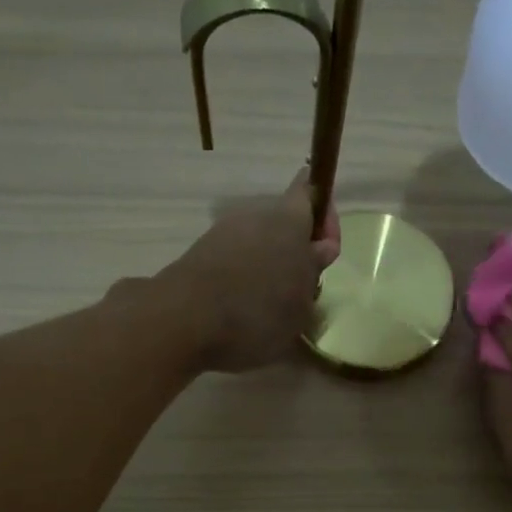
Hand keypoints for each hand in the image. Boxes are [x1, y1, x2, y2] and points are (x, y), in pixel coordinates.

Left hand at [159, 172, 340, 372]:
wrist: (184, 321)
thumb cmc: (258, 312)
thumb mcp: (301, 303)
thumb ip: (313, 272)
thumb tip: (319, 249)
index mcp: (289, 218)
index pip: (311, 191)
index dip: (325, 215)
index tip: (327, 251)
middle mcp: (254, 215)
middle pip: (284, 222)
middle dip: (296, 249)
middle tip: (303, 288)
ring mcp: (223, 233)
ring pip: (258, 243)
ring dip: (270, 266)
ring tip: (273, 307)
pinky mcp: (200, 255)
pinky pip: (235, 261)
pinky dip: (245, 279)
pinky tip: (245, 312)